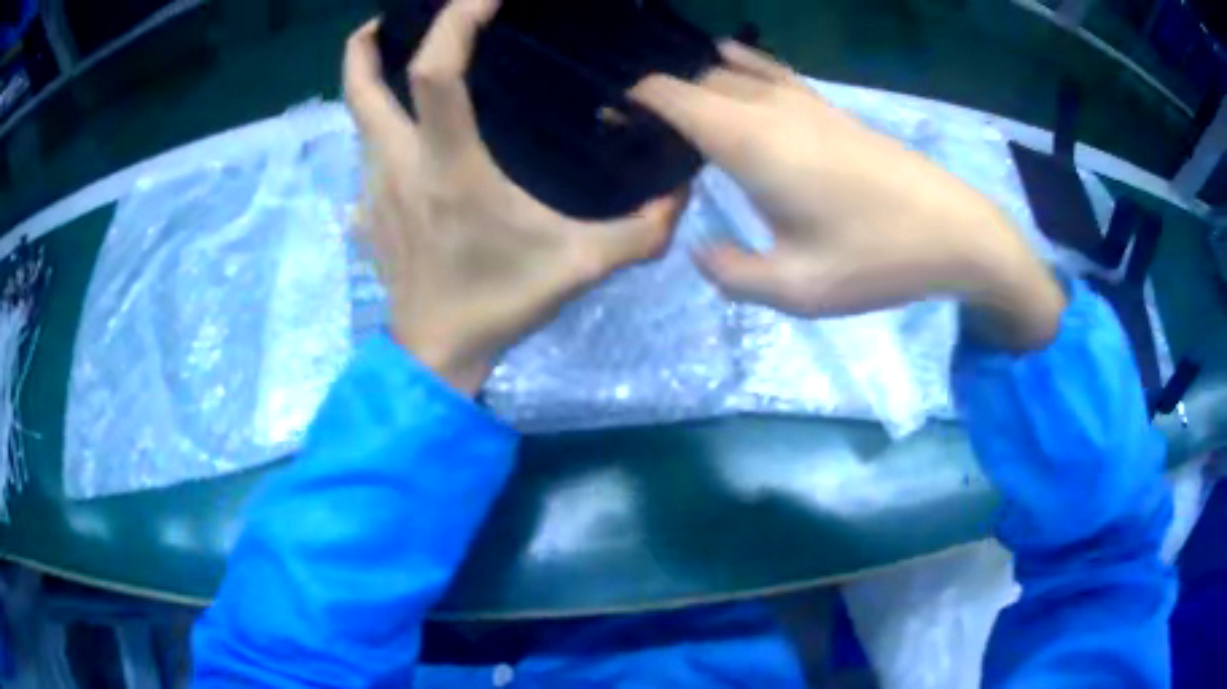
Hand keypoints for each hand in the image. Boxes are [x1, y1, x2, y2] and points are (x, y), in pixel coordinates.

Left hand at [344, 1, 686, 394]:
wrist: (434, 356)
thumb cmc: (498, 305)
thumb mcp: (580, 267)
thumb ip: (639, 232)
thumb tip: (680, 194)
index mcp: (447, 166)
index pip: (435, 73)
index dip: (453, 23)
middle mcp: (398, 165)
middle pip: (361, 87)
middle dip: (367, 45)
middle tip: (389, 18)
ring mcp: (374, 187)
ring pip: (358, 118)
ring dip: (371, 80)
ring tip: (401, 60)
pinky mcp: (368, 209)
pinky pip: (366, 150)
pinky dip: (379, 124)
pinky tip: (407, 128)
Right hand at [631, 42, 1064, 350]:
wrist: (955, 232)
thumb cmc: (877, 258)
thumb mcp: (797, 289)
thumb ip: (733, 273)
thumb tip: (701, 251)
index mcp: (750, 140)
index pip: (672, 94)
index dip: (634, 98)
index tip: (610, 118)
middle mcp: (770, 107)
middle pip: (697, 80)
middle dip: (661, 95)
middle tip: (639, 131)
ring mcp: (805, 102)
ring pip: (733, 72)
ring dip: (698, 82)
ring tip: (676, 107)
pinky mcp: (831, 110)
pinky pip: (770, 74)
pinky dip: (739, 69)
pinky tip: (732, 69)